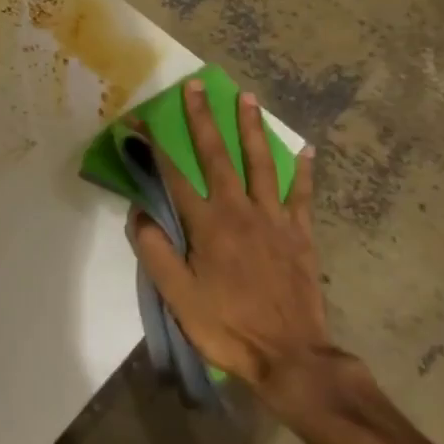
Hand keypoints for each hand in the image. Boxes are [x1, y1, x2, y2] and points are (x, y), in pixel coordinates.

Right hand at [132, 79, 346, 407]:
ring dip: (252, 128)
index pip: (173, 175)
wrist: (290, 356)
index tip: (137, 121)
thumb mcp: (178, 297)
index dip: (152, 146)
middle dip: (203, 119)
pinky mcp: (300, 233)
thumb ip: (156, 252)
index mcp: (207, 224)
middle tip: (195, 87)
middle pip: (217, 155)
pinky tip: (306, 150)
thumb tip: (140, 214)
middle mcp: (239, 210)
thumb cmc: (228, 327)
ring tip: (247, 97)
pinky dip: (303, 171)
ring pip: (261, 163)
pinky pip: (302, 194)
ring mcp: (274, 218)